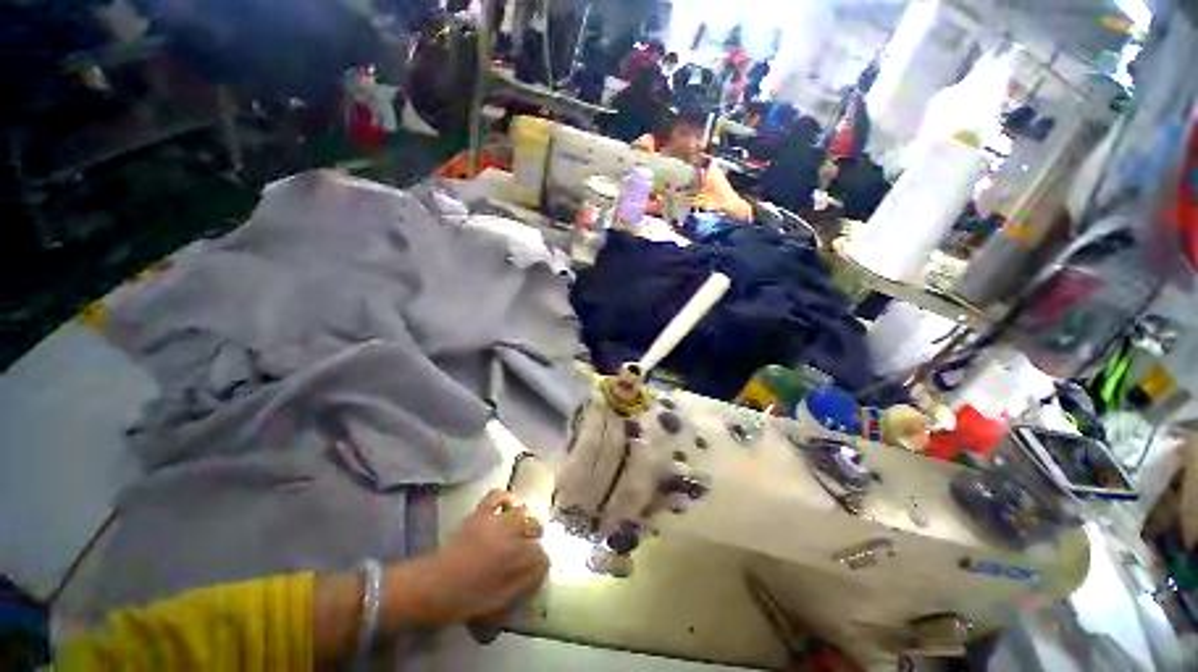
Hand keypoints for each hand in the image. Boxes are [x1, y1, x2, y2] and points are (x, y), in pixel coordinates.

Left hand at [412, 490, 548, 626]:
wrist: (430, 588)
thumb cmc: (463, 602)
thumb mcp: (497, 605)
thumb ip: (520, 588)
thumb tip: (535, 576)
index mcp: (518, 563)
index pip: (542, 558)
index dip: (540, 564)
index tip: (535, 571)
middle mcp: (513, 537)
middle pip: (536, 527)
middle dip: (536, 536)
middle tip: (528, 546)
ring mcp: (497, 522)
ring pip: (523, 511)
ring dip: (524, 518)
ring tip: (520, 525)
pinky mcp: (481, 513)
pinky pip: (498, 496)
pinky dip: (505, 498)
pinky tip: (506, 505)